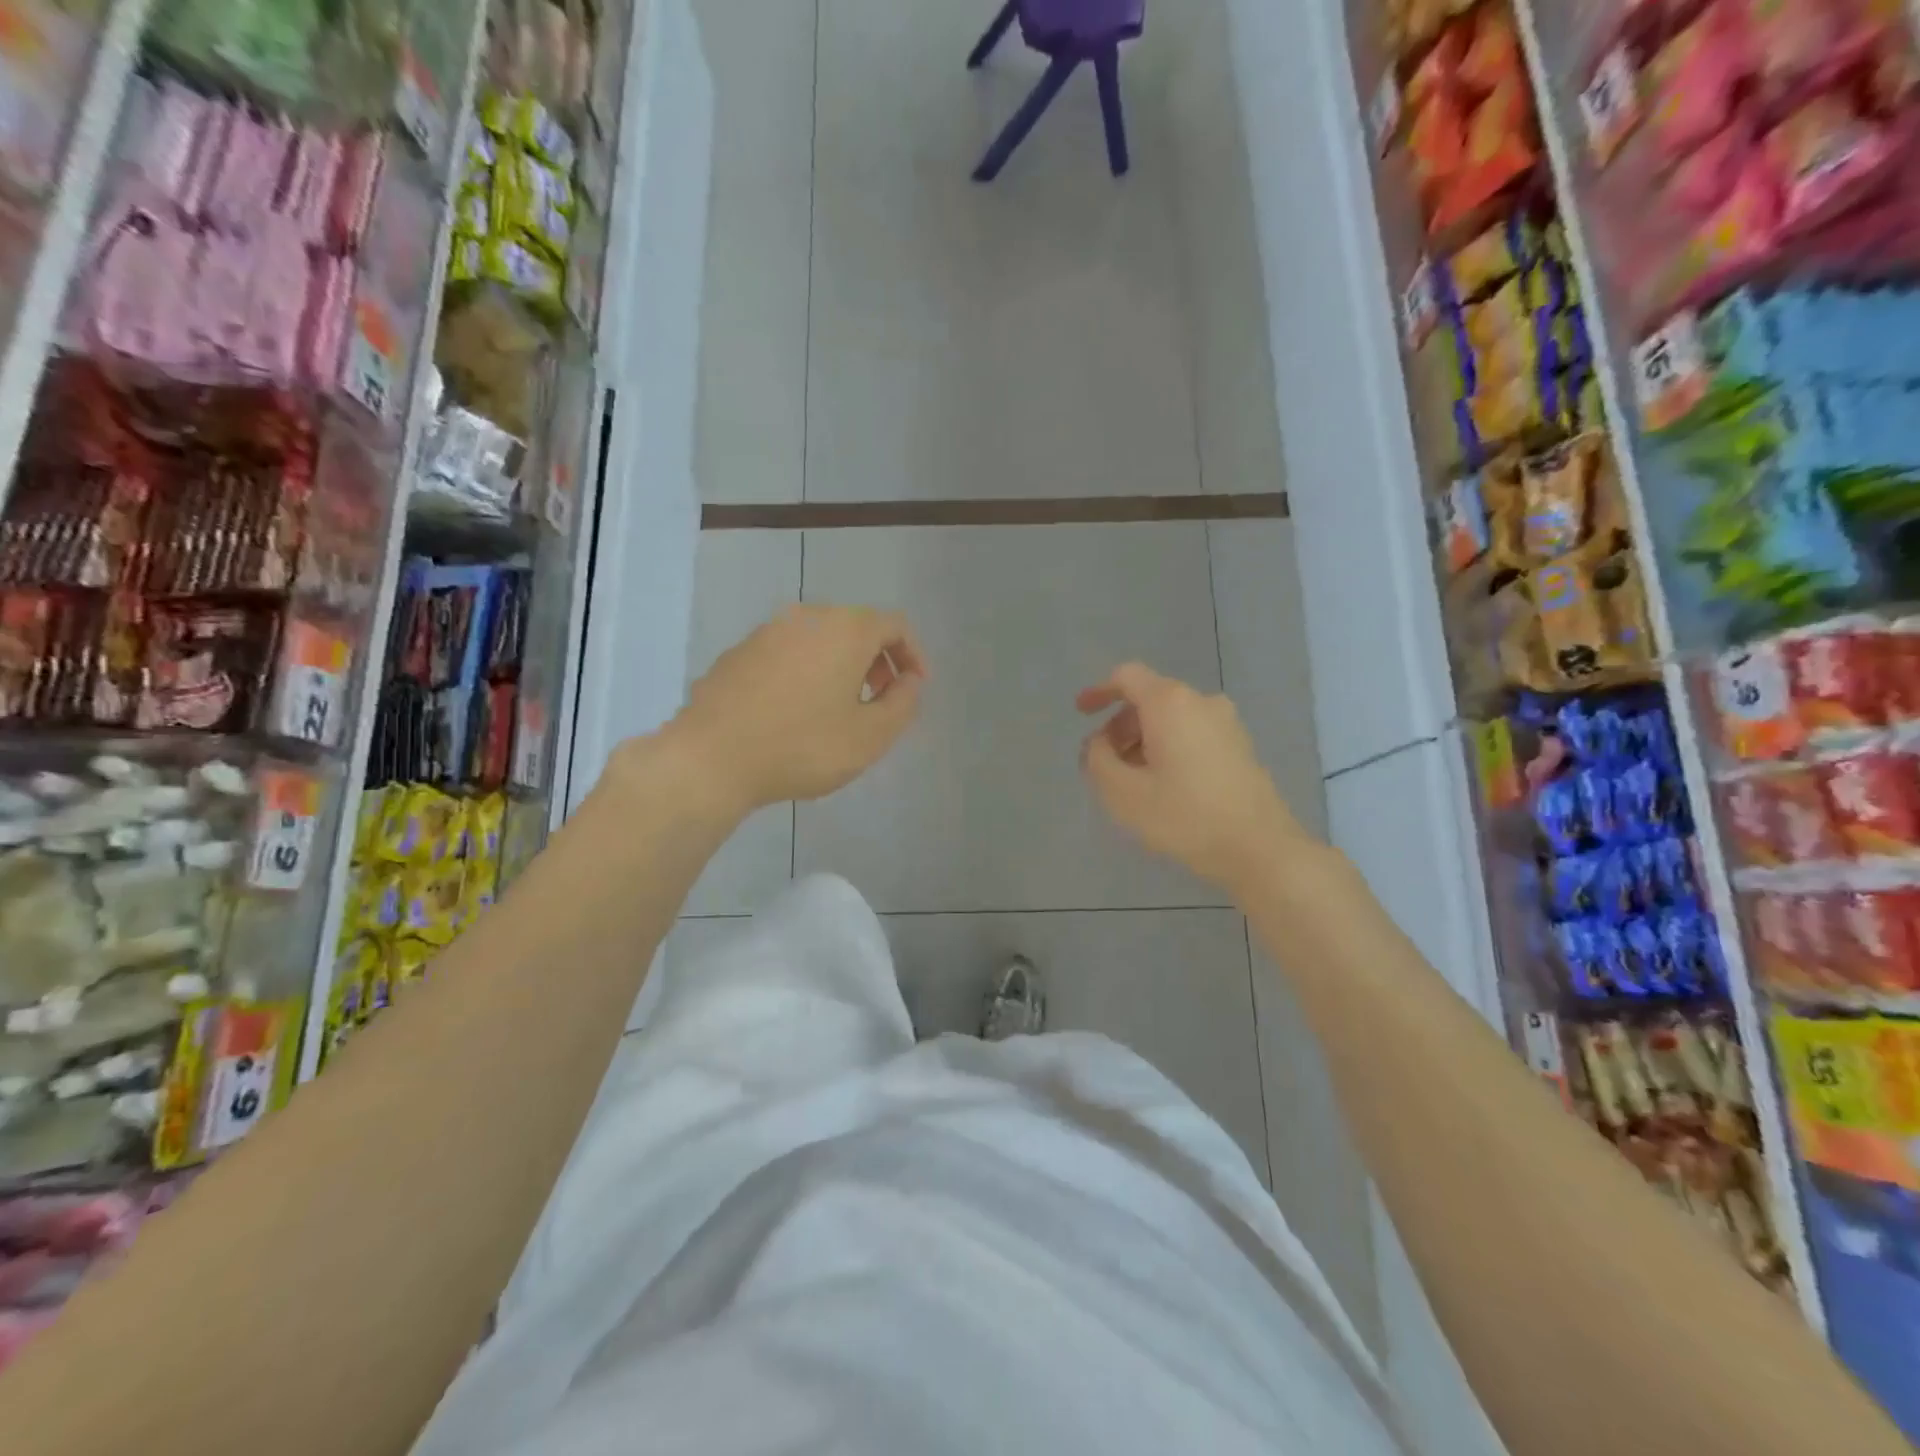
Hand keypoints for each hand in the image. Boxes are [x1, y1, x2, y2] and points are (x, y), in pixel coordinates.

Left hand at [664, 604, 926, 813]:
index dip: (913, 655)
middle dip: (877, 660)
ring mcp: (767, 631)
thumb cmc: (802, 746)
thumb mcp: (870, 736)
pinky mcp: (738, 652)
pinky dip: (806, 671)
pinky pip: (788, 652)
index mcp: (845, 629)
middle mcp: (807, 617)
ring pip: (820, 638)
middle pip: (856, 626)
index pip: (894, 625)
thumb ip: (903, 704)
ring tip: (840, 708)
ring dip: (841, 665)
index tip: (915, 688)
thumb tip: (909, 682)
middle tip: (880, 699)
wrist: (710, 758)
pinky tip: (796, 711)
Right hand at [1077, 663, 1311, 892]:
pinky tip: (1164, 786)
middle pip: (1150, 699)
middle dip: (1120, 726)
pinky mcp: (1241, 747)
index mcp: (1170, 703)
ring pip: (1172, 719)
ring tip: (1132, 781)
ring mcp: (1227, 724)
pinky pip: (1193, 734)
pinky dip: (1170, 748)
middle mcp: (1201, 702)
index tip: (1081, 714)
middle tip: (1103, 762)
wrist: (1260, 849)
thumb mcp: (1123, 793)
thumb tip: (1099, 743)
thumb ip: (1098, 760)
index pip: (1127, 677)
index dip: (1099, 691)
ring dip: (1144, 740)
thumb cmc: (1185, 816)